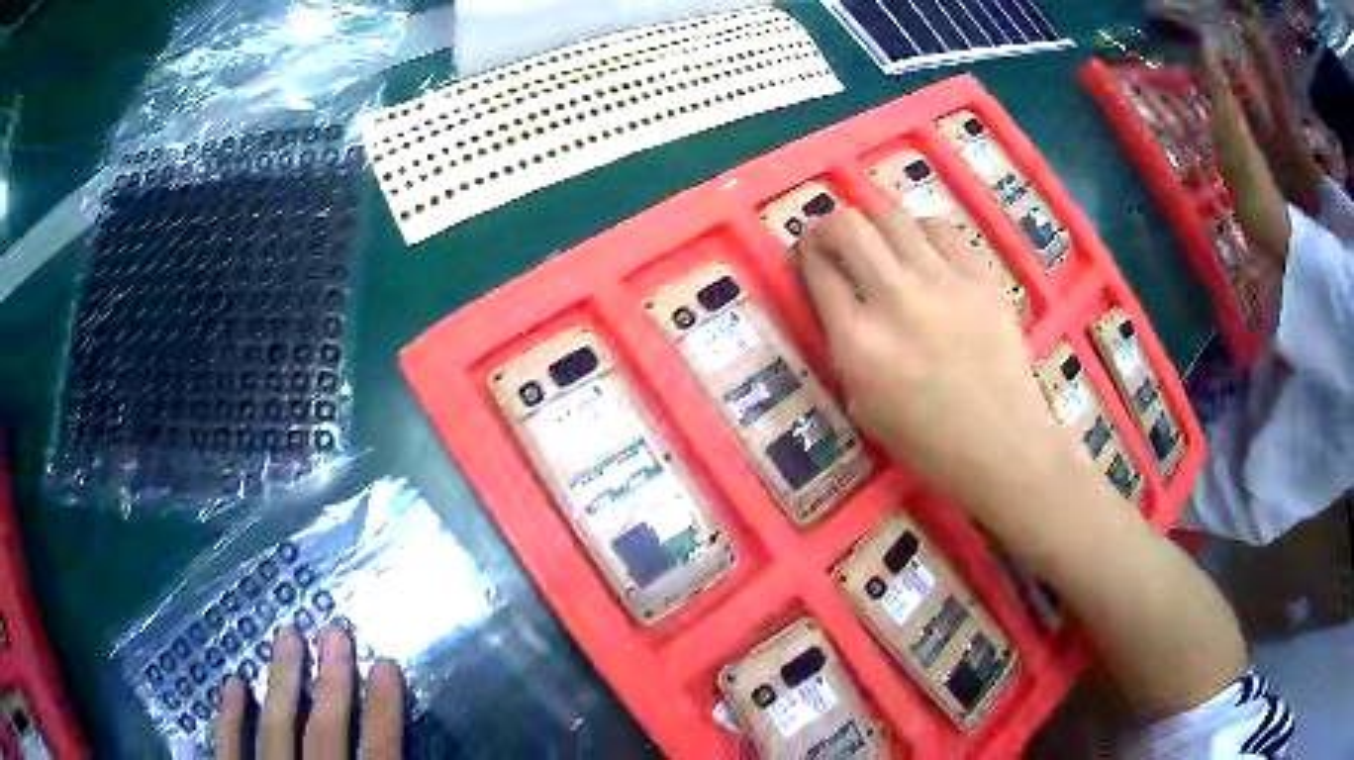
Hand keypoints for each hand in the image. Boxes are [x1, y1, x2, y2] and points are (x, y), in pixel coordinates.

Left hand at [216, 626, 404, 759]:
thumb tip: (417, 750)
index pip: (379, 752)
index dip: (385, 710)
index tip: (387, 664)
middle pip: (325, 732)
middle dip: (332, 682)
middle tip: (335, 631)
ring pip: (275, 728)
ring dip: (283, 681)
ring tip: (288, 632)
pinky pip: (228, 747)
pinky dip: (229, 716)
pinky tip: (234, 681)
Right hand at [796, 208, 1076, 517]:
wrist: (1003, 444)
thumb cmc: (928, 442)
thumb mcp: (864, 407)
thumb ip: (845, 349)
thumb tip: (840, 303)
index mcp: (859, 343)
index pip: (818, 272)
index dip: (806, 255)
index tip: (808, 254)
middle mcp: (895, 300)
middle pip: (849, 228)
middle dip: (830, 224)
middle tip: (834, 236)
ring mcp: (942, 282)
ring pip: (893, 217)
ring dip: (876, 224)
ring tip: (882, 242)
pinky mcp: (980, 276)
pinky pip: (940, 230)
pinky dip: (922, 233)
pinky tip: (925, 252)